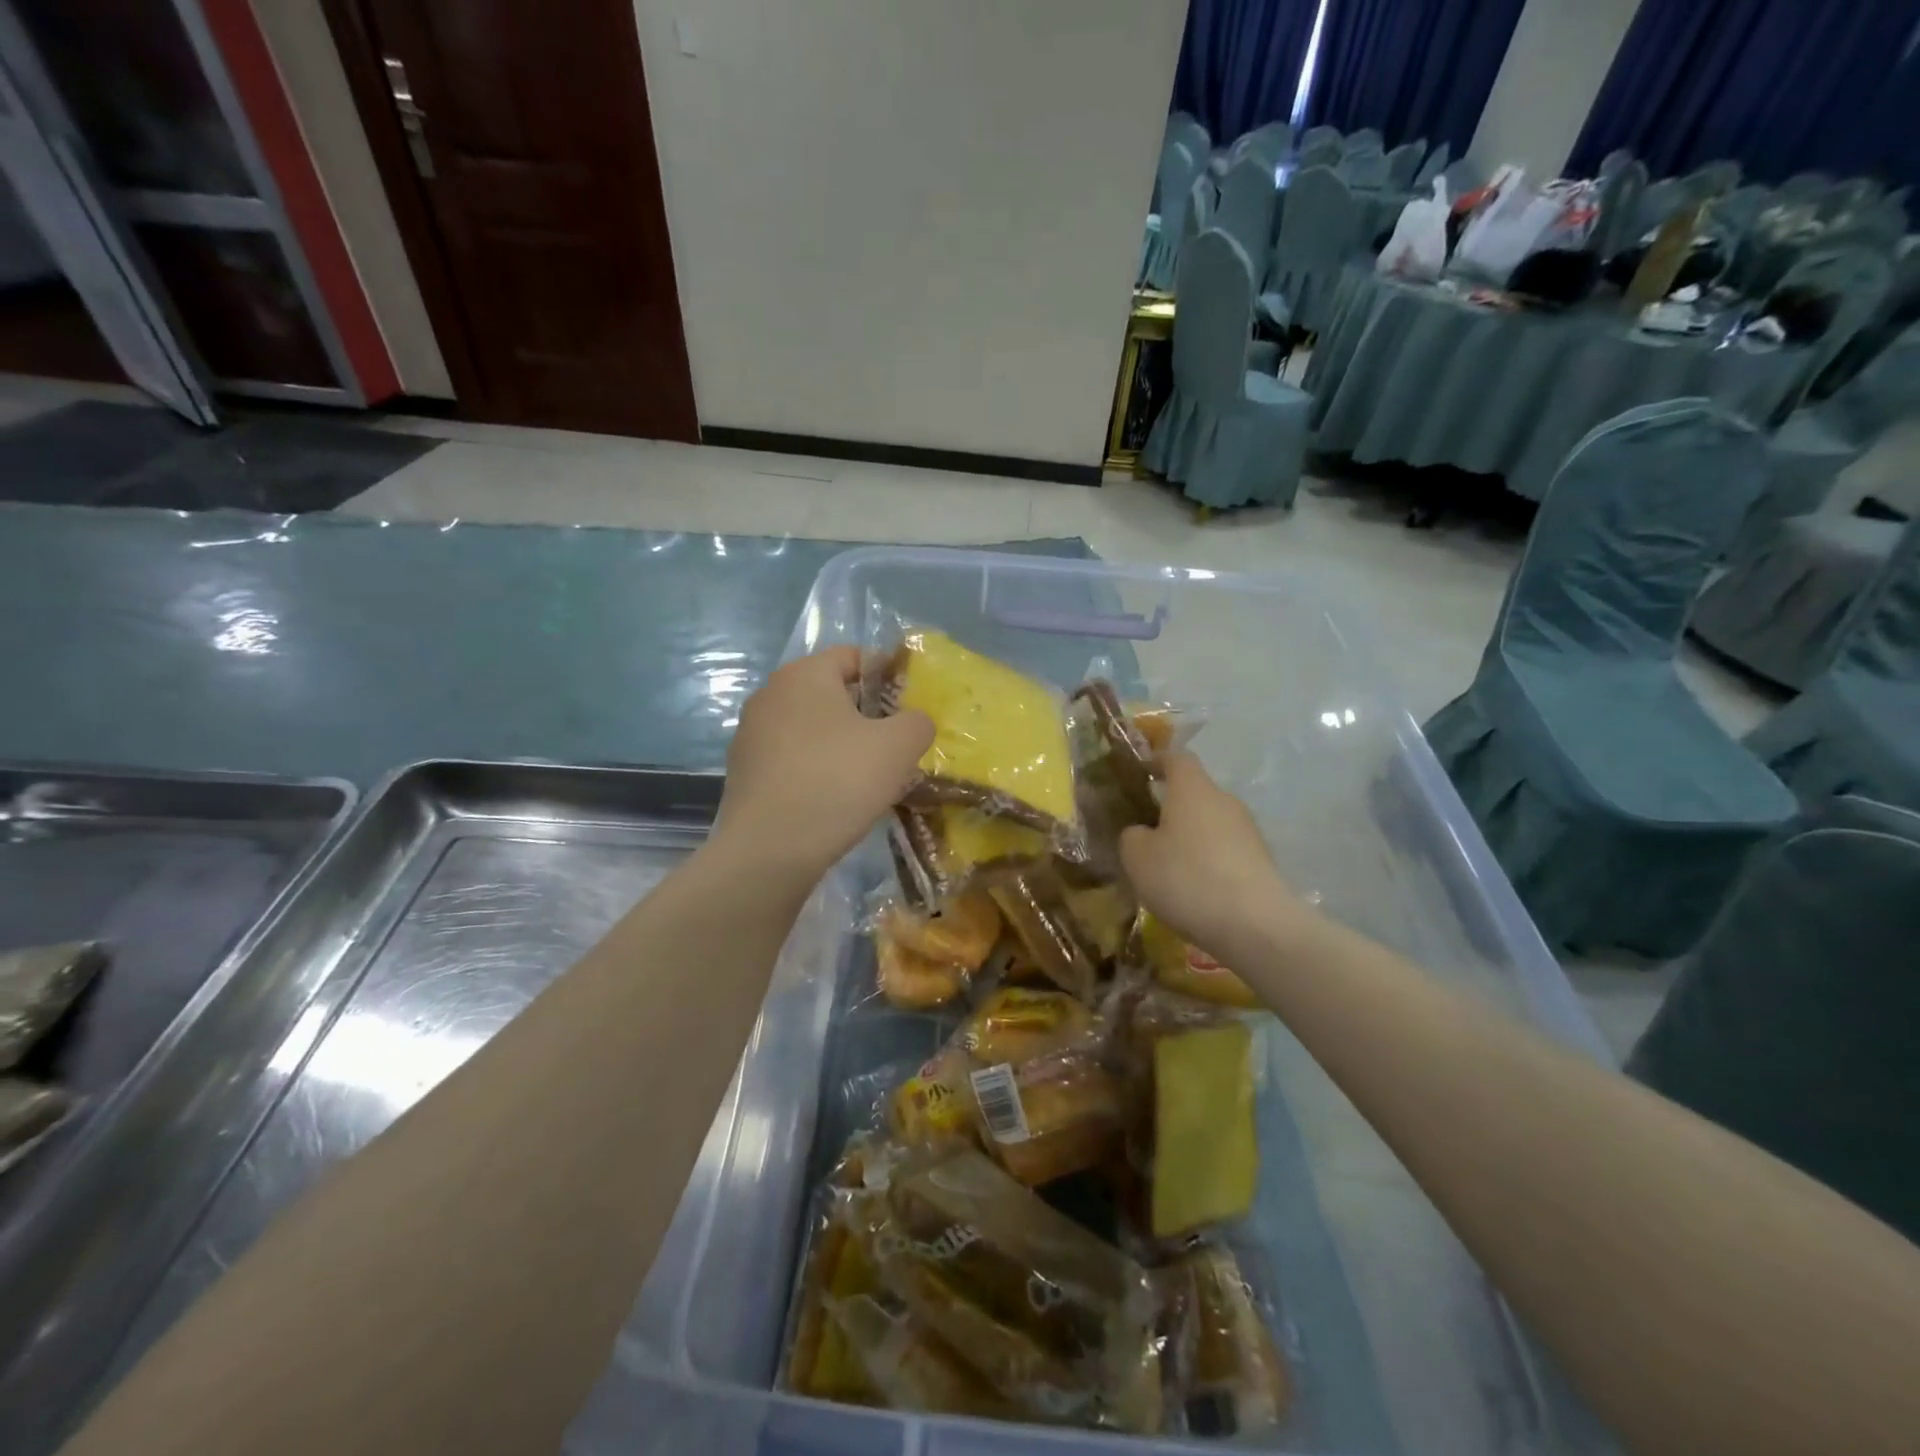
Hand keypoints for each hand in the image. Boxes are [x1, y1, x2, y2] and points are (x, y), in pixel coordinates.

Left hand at [715, 647, 932, 882]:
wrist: (770, 848)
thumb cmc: (838, 781)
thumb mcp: (899, 747)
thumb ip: (917, 722)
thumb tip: (913, 722)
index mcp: (805, 674)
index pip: (853, 656)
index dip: (887, 674)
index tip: (910, 704)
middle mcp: (771, 693)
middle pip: (829, 692)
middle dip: (864, 712)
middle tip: (894, 742)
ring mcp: (751, 733)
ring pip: (809, 727)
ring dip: (839, 742)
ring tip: (867, 774)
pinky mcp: (743, 771)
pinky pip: (791, 757)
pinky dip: (815, 767)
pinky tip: (834, 797)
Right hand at [1120, 753, 1309, 963]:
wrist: (1255, 925)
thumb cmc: (1186, 878)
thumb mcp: (1137, 857)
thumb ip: (1132, 836)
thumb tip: (1141, 832)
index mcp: (1192, 788)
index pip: (1176, 758)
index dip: (1157, 761)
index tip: (1140, 772)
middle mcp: (1224, 800)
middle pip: (1195, 793)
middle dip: (1171, 807)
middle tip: (1146, 831)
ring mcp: (1248, 831)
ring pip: (1211, 823)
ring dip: (1191, 837)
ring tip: (1169, 867)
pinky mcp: (1262, 861)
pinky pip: (1226, 851)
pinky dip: (1209, 861)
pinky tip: (1196, 889)